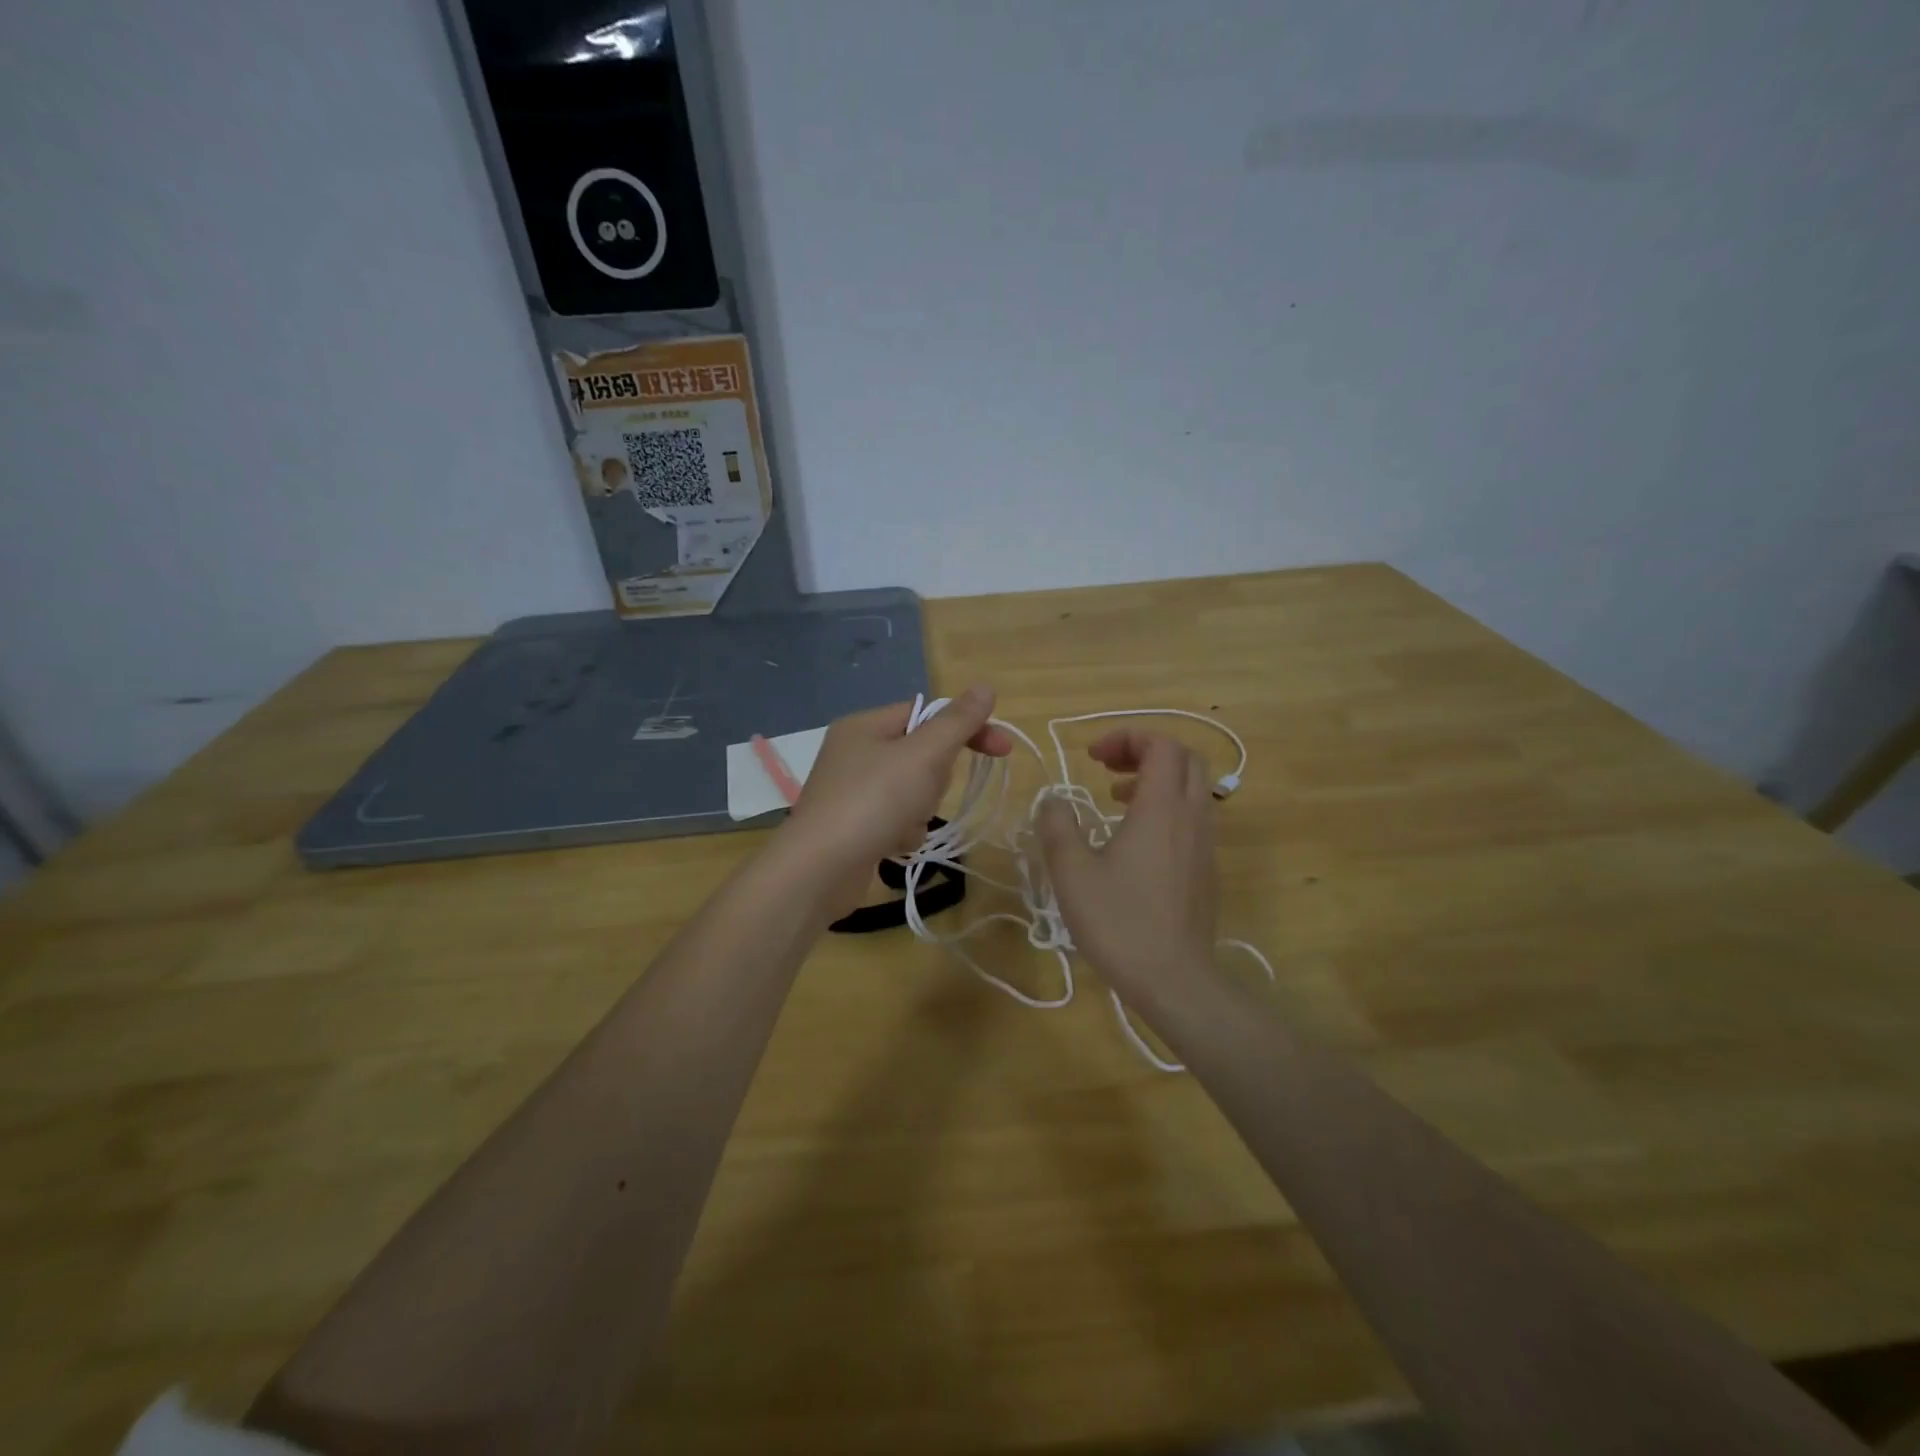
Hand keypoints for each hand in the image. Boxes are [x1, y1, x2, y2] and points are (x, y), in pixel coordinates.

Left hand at [777, 686, 1013, 913]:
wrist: (818, 870)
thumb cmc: (873, 802)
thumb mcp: (923, 755)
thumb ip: (957, 722)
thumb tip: (985, 687)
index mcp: (865, 725)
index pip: (927, 713)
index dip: (966, 728)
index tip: (1002, 749)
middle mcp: (854, 752)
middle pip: (921, 754)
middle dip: (934, 778)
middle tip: (924, 792)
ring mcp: (851, 791)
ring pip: (912, 789)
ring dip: (919, 809)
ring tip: (903, 824)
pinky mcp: (852, 825)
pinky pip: (895, 818)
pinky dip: (902, 831)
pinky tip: (892, 844)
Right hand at [1035, 730, 1219, 1010]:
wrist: (1175, 980)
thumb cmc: (1120, 922)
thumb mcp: (1072, 872)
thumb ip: (1057, 827)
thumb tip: (1053, 801)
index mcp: (1161, 808)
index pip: (1161, 745)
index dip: (1127, 737)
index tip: (1092, 756)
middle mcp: (1192, 816)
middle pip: (1184, 758)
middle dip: (1144, 751)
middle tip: (1106, 766)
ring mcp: (1205, 843)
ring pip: (1192, 787)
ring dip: (1155, 779)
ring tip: (1115, 799)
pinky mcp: (1207, 867)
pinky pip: (1193, 816)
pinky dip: (1166, 806)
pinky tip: (1134, 839)